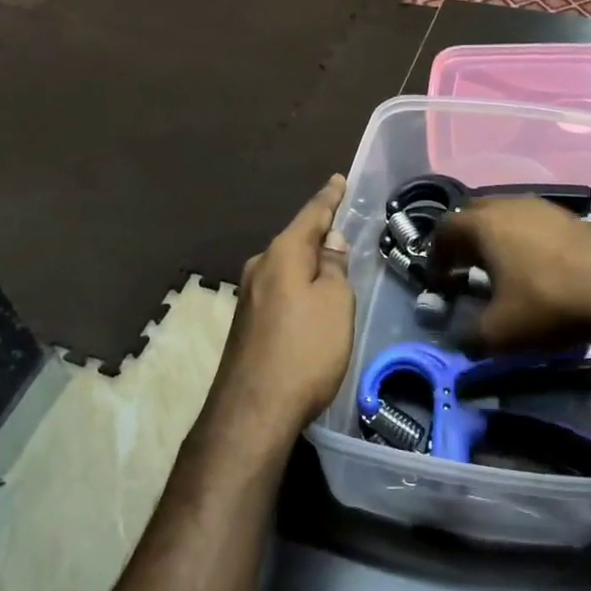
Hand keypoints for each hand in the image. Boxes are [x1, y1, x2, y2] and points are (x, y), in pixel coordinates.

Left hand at [208, 175, 353, 452]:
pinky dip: (298, 286)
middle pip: (295, 240)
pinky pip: (280, 290)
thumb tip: (329, 241)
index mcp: (282, 253)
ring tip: (332, 263)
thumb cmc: (304, 350)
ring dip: (308, 263)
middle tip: (343, 227)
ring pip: (286, 267)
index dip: (329, 198)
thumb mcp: (334, 303)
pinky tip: (310, 299)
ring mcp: (249, 296)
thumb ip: (333, 267)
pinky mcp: (247, 322)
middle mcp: (260, 267)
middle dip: (318, 233)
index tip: (338, 180)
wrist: (253, 411)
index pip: (312, 214)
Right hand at [432, 197, 590, 350]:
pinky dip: (520, 239)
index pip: (444, 230)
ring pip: (503, 215)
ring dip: (492, 238)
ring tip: (497, 268)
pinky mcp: (567, 216)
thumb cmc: (548, 305)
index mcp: (483, 224)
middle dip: (462, 242)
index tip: (439, 281)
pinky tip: (532, 266)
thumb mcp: (499, 333)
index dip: (435, 256)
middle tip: (462, 270)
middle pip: (472, 216)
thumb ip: (467, 336)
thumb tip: (457, 338)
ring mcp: (540, 207)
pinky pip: (529, 222)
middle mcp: (507, 205)